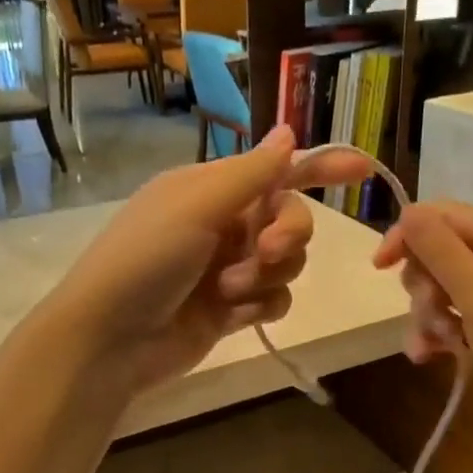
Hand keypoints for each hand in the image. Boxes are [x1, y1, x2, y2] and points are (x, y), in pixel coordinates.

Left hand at [51, 127, 372, 393]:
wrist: (111, 339)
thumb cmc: (145, 260)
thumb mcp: (196, 206)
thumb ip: (251, 173)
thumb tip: (289, 132)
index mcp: (211, 189)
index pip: (277, 170)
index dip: (320, 167)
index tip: (361, 170)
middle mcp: (224, 224)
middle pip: (291, 219)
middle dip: (287, 234)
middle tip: (265, 252)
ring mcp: (228, 269)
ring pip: (287, 263)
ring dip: (266, 276)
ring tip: (228, 290)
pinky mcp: (232, 310)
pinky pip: (274, 299)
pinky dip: (261, 305)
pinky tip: (236, 314)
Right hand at [374, 201, 472, 436]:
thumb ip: (441, 251)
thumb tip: (408, 210)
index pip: (446, 218)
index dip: (409, 235)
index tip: (380, 266)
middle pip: (439, 256)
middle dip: (424, 286)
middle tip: (431, 313)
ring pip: (441, 292)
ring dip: (427, 317)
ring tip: (435, 345)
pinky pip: (451, 321)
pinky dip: (437, 336)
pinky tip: (429, 357)